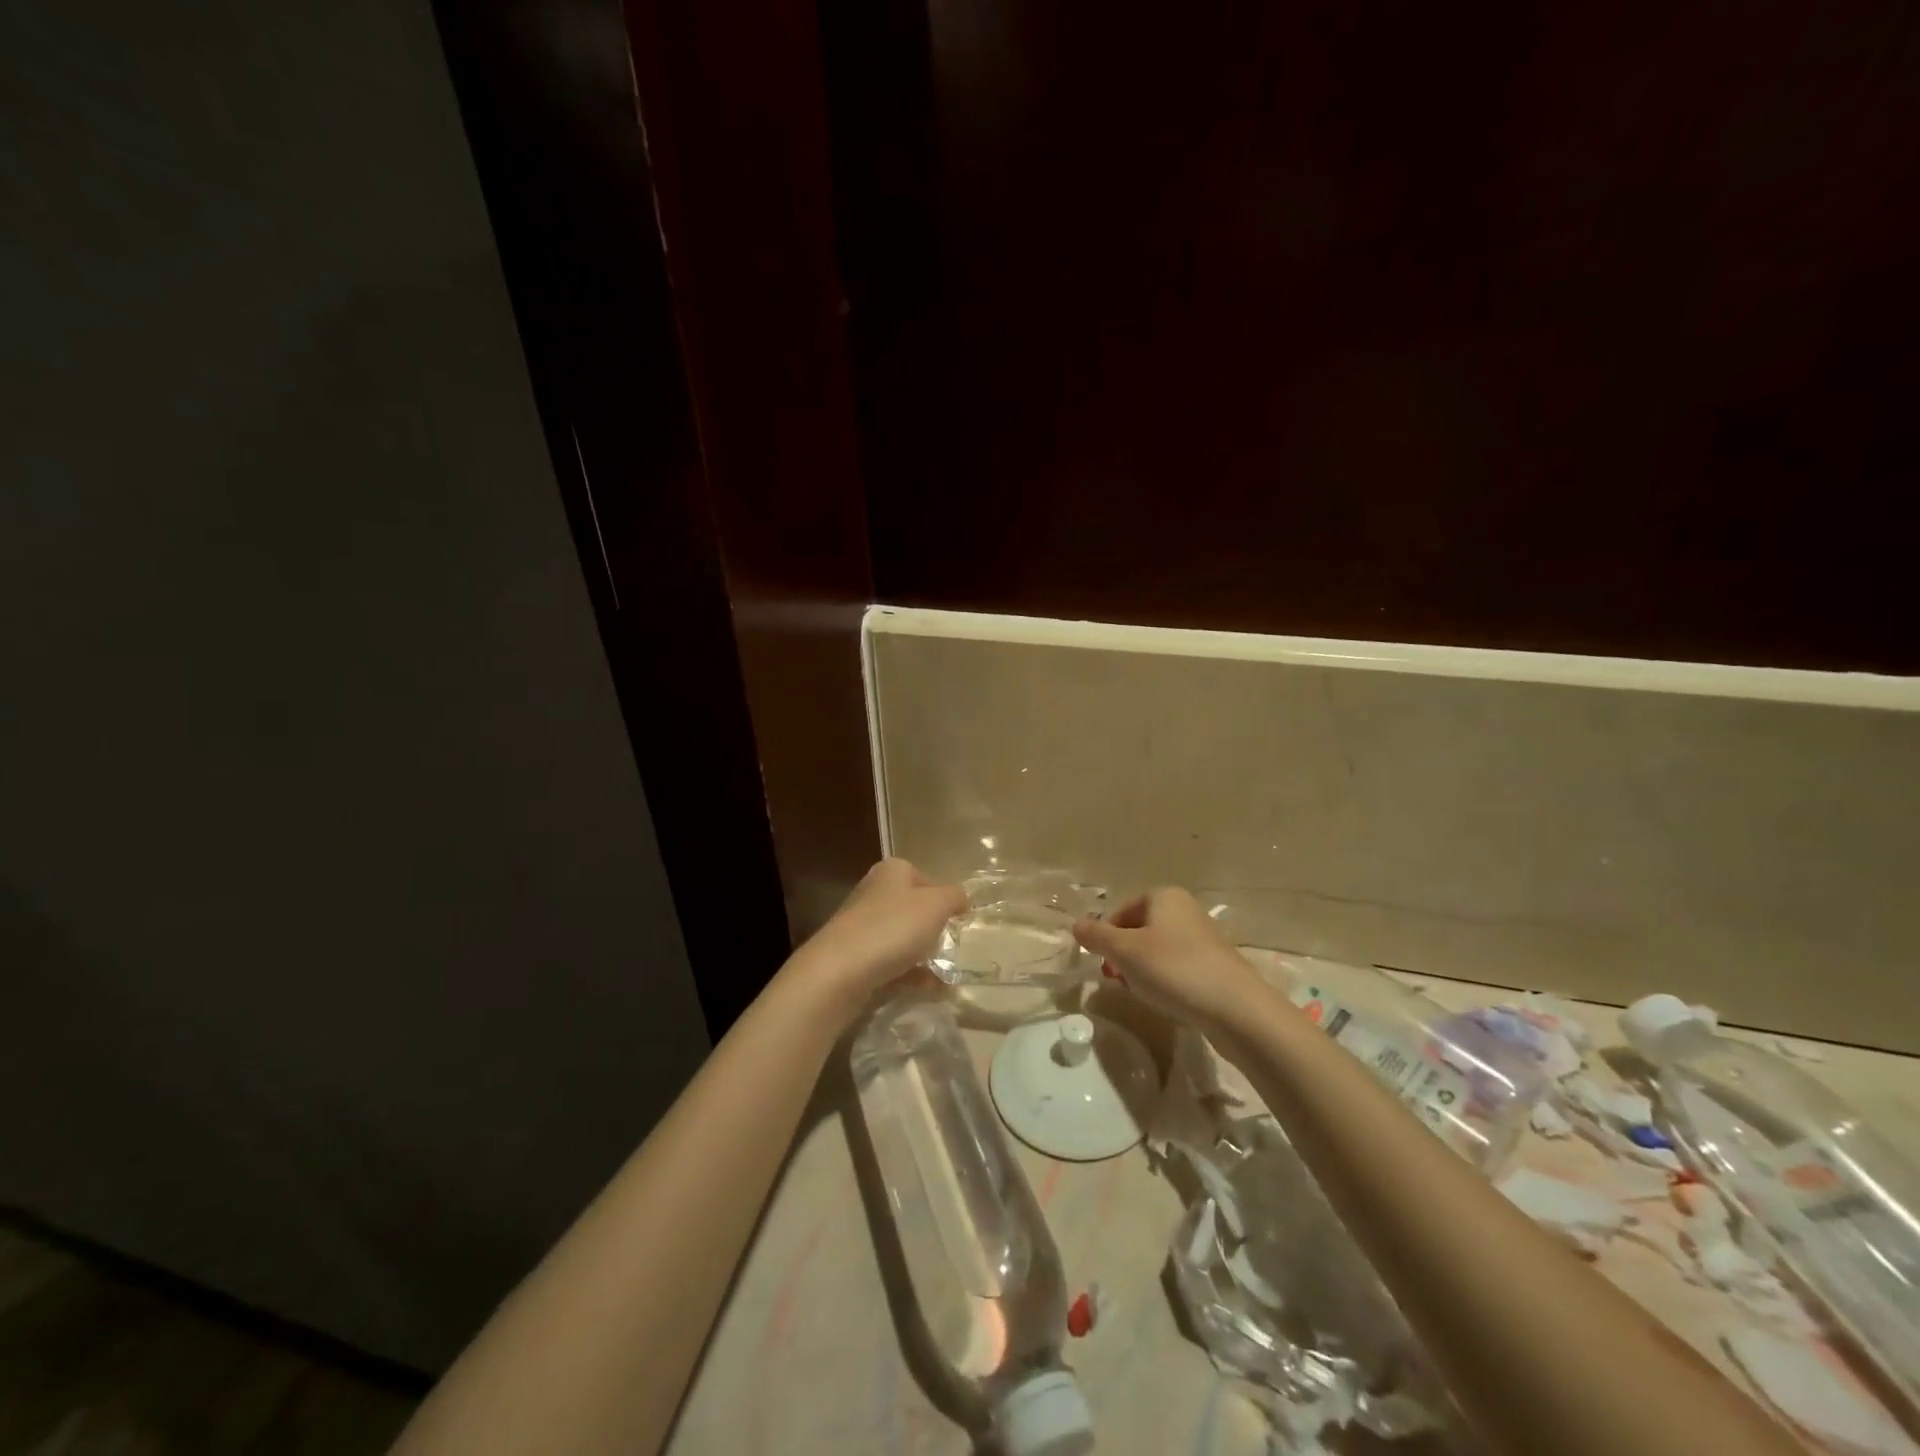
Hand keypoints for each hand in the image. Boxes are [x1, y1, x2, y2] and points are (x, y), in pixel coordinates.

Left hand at [787, 859, 966, 1021]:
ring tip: (946, 974)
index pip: (926, 878)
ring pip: (902, 938)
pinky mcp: (855, 958)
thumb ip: (954, 897)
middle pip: (914, 909)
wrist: (838, 972)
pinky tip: (930, 990)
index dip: (945, 899)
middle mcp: (874, 893)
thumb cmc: (892, 929)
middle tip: (953, 947)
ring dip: (925, 955)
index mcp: (892, 872)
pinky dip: (911, 975)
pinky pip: (891, 963)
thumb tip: (961, 899)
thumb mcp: (935, 905)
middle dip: (934, 929)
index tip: (959, 921)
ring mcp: (861, 927)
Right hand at [1073, 887, 1265, 1034]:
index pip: (1121, 911)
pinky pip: (1177, 967)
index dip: (1106, 937)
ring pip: (1156, 950)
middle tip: (1117, 979)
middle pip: (1138, 929)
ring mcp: (1203, 938)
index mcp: (1164, 896)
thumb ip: (1096, 936)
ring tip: (1140, 992)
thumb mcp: (1125, 952)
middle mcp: (1185, 909)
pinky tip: (1165, 1000)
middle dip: (1123, 955)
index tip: (1103, 964)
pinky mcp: (1215, 965)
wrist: (1237, 1010)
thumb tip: (1076, 925)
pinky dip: (1165, 980)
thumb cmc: (1175, 970)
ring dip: (1141, 969)